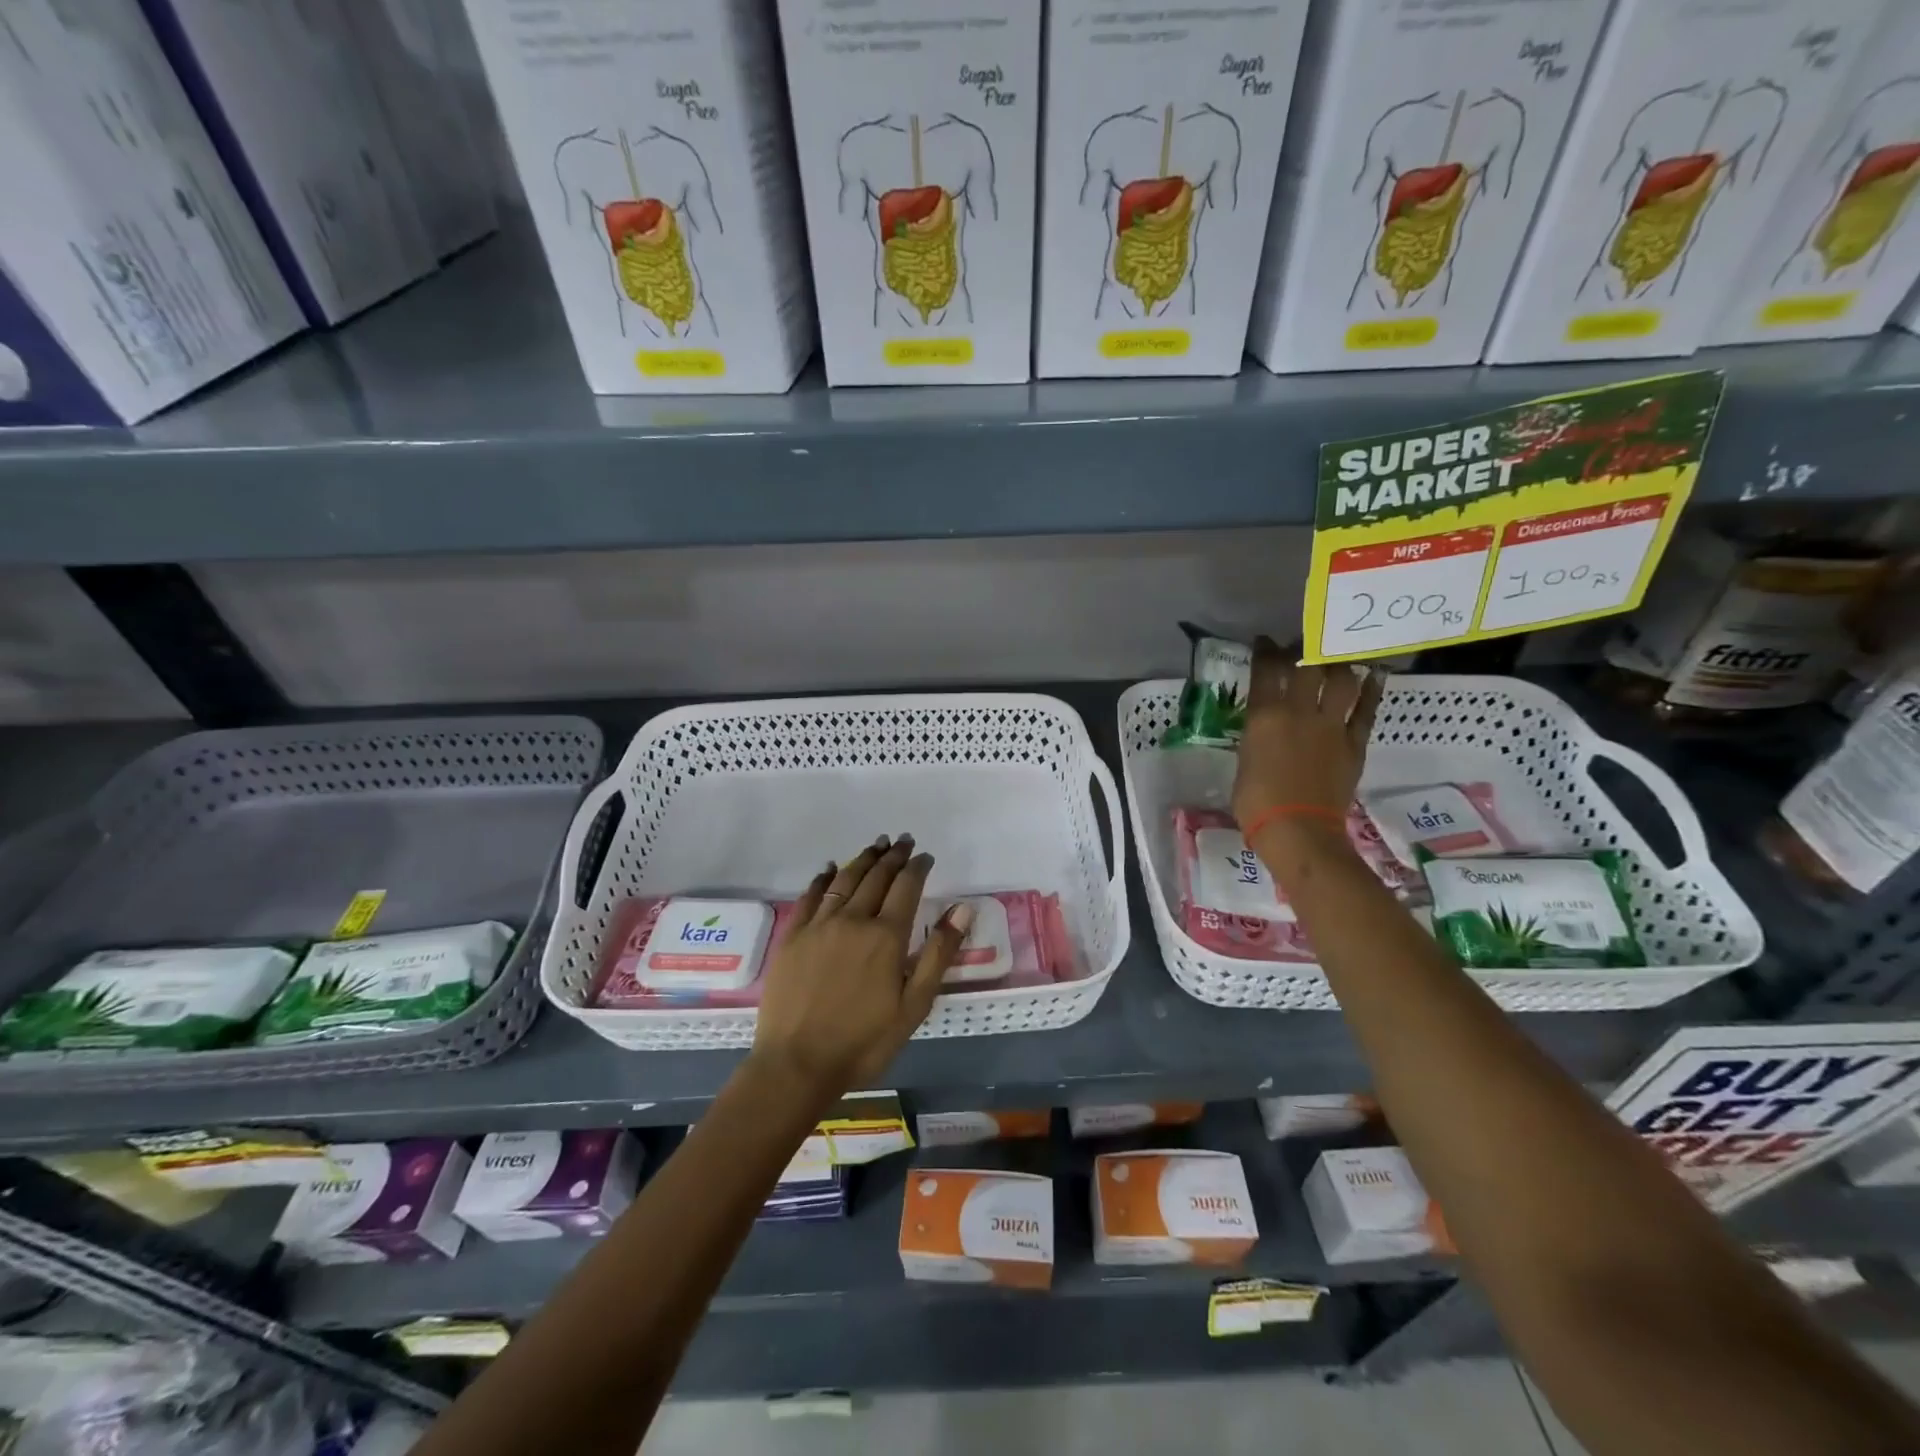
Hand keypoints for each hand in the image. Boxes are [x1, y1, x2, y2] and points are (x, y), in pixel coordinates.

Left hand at [750, 835, 971, 1106]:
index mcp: (886, 936)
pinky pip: (810, 896)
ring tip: (875, 845)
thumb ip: (938, 954)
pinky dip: (823, 878)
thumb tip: (962, 909)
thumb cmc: (864, 1042)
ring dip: (862, 859)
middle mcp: (853, 920)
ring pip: (844, 880)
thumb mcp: (914, 1005)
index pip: (906, 887)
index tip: (925, 855)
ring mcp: (818, 925)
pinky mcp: (792, 937)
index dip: (917, 867)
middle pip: (876, 877)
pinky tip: (829, 869)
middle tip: (903, 841)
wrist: (797, 1065)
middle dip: (893, 856)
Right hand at [1231, 636, 1382, 832]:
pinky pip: (1366, 710)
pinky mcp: (1354, 743)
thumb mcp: (1244, 762)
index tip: (1267, 642)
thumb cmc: (1256, 803)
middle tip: (1303, 645)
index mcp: (1263, 717)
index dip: (1266, 651)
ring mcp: (1330, 726)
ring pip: (1341, 681)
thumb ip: (1257, 737)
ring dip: (1339, 665)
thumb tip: (1265, 730)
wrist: (1298, 830)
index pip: (1265, 671)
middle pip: (1306, 666)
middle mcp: (1299, 712)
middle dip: (1304, 649)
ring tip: (1336, 659)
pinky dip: (1371, 691)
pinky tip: (1373, 677)